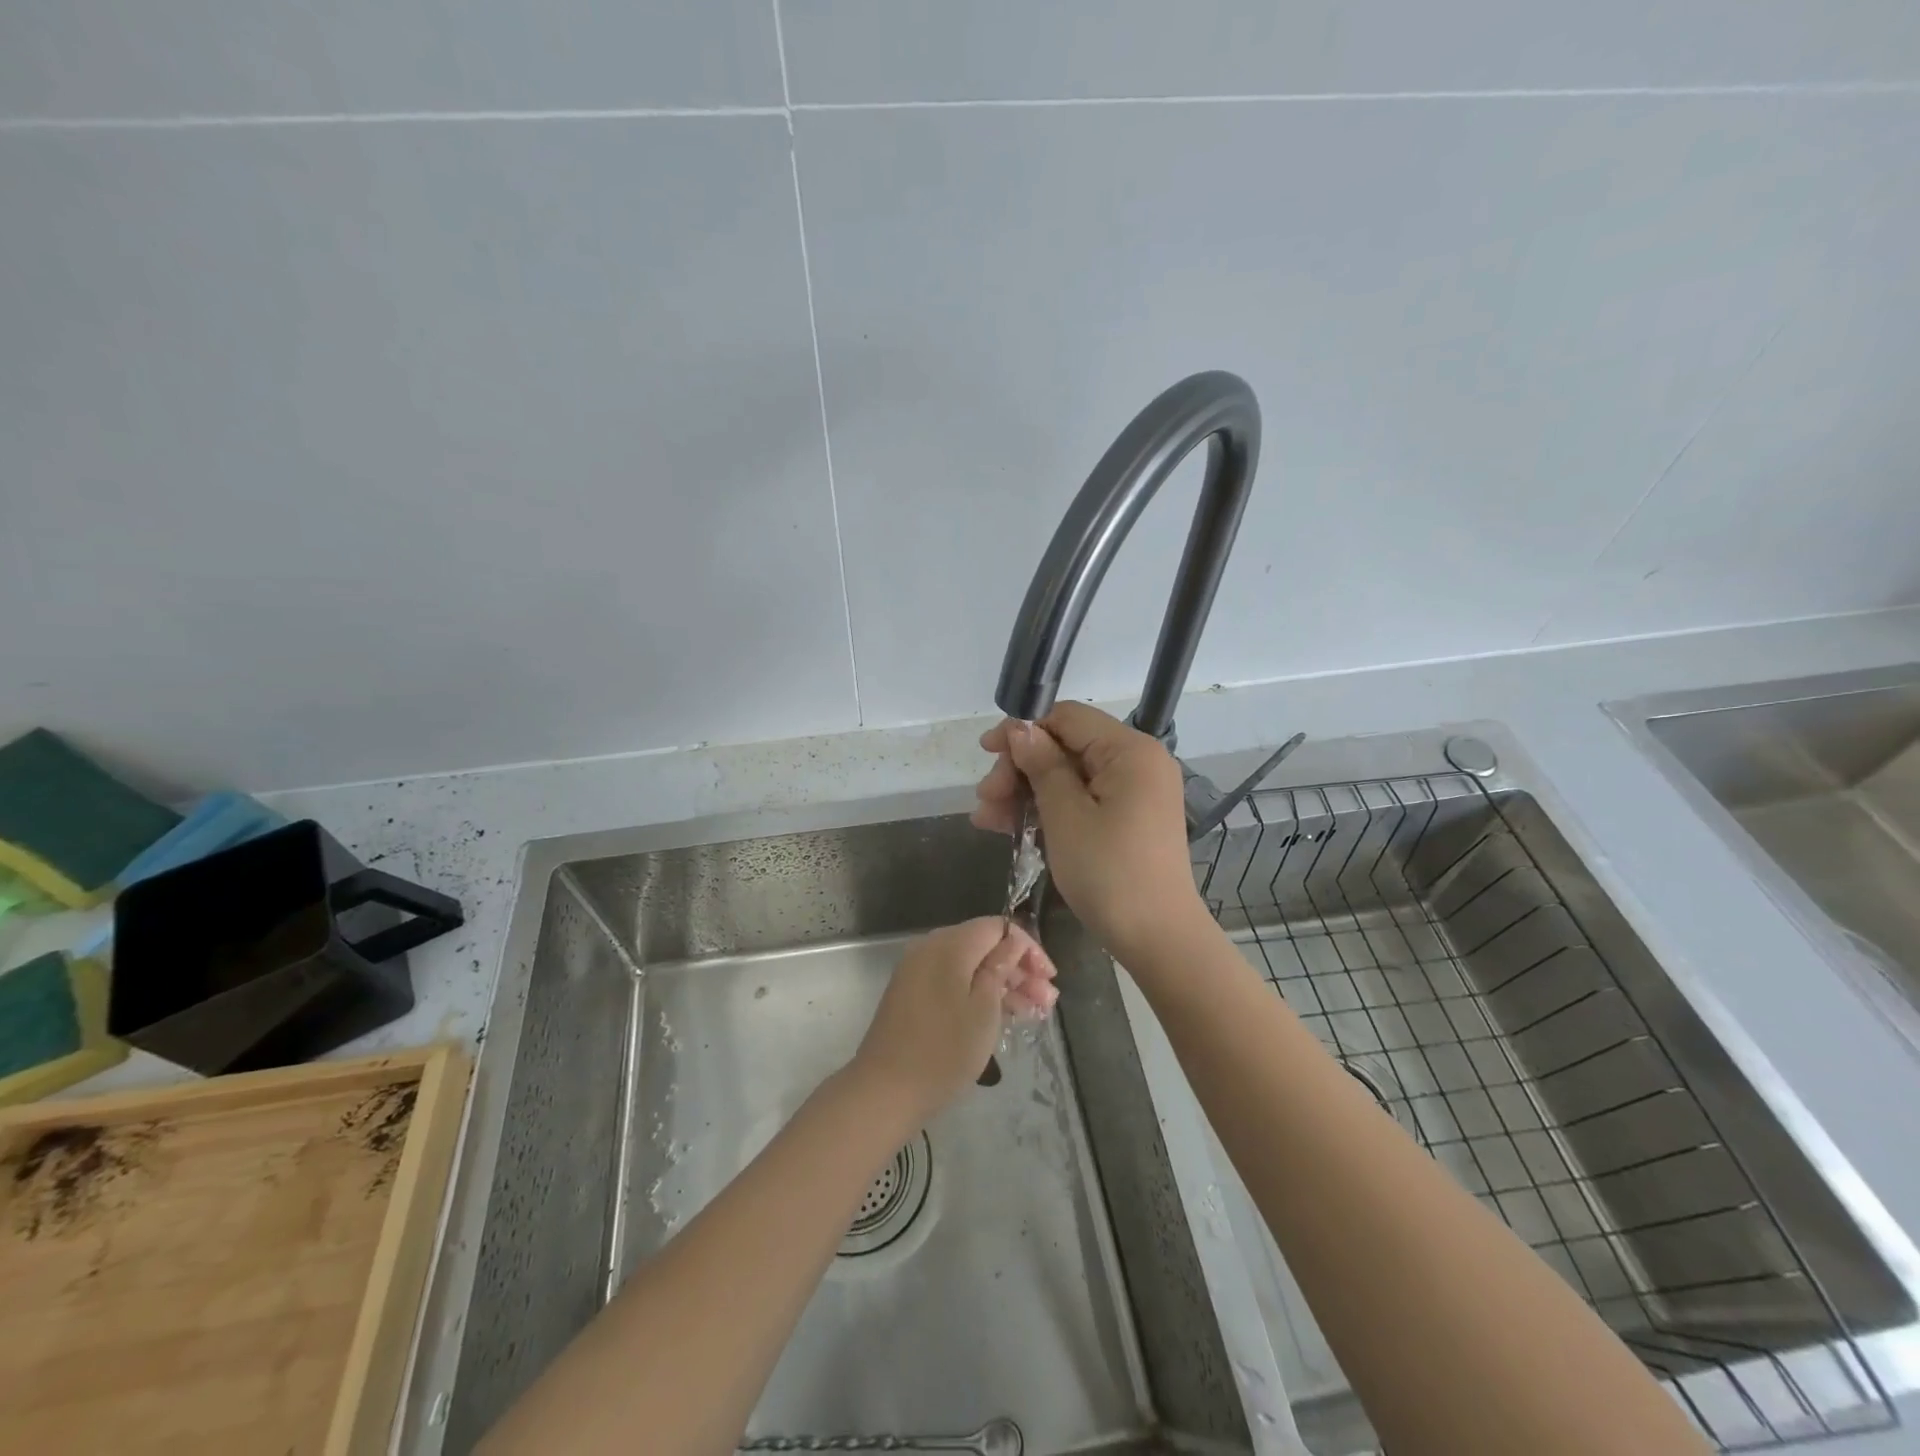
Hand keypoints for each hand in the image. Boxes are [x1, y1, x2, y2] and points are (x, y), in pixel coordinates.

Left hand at [849, 918, 1057, 1125]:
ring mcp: (918, 971)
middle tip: (1048, 1000)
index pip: (996, 927)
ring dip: (1003, 984)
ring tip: (1035, 1012)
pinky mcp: (913, 993)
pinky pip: (953, 981)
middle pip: (983, 946)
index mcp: (949, 944)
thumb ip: (1000, 967)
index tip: (1050, 977)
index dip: (1027, 947)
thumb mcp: (984, 1009)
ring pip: (970, 966)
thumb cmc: (944, 1050)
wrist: (885, 1090)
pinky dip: (979, 994)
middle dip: (1019, 969)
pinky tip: (1005, 1015)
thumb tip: (1012, 941)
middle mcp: (931, 948)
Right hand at [973, 702, 1210, 965]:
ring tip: (987, 820)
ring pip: (1069, 776)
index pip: (1067, 718)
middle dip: (1020, 769)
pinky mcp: (1128, 818)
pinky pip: (1083, 800)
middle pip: (1066, 747)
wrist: (1157, 938)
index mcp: (1130, 751)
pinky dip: (1049, 810)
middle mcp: (1137, 762)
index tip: (985, 752)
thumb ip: (1042, 766)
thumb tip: (1020, 729)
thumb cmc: (1109, 873)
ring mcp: (1135, 792)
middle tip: (986, 799)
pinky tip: (1012, 828)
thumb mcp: (1066, 816)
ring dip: (1026, 793)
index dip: (1023, 731)